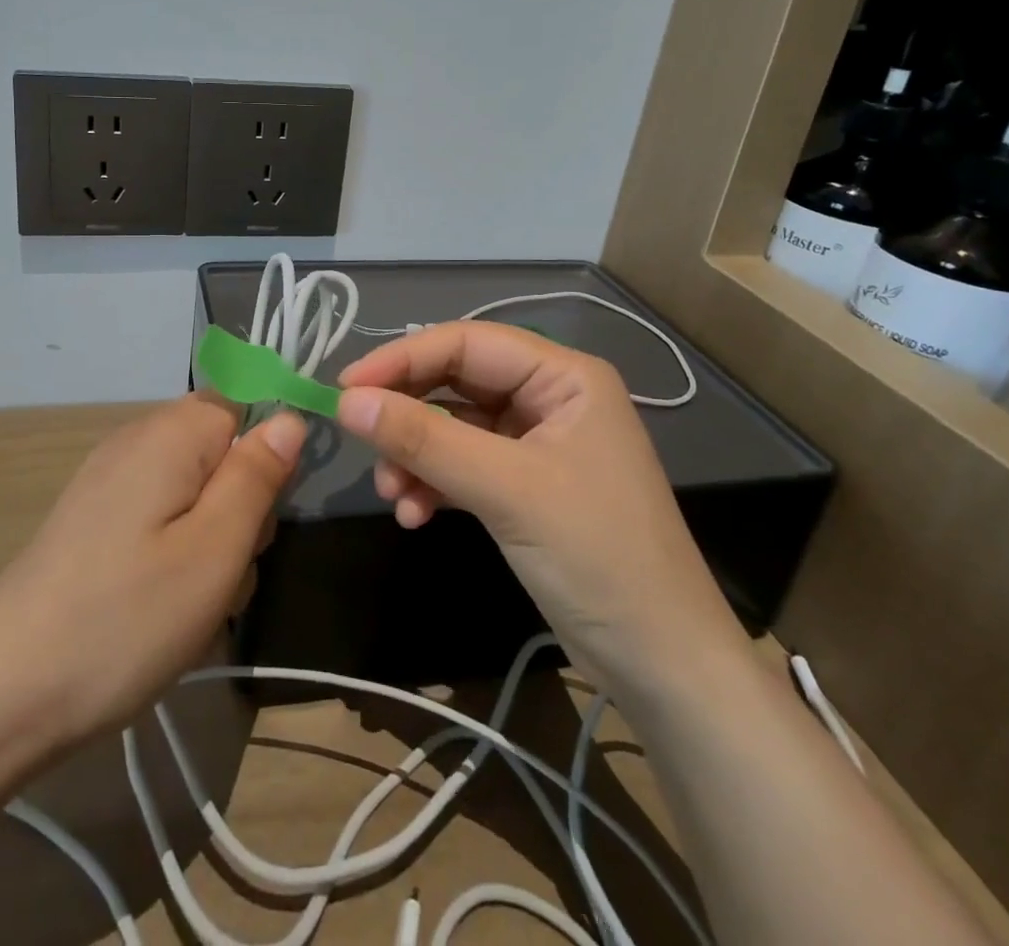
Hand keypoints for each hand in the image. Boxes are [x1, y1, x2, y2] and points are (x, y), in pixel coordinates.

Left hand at [0, 394, 303, 746]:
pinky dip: (176, 554)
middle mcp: (137, 440)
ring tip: (193, 602)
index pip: (245, 402)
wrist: (1, 692)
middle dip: (242, 505)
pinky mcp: (94, 520)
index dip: (267, 452)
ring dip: (212, 540)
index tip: (263, 513)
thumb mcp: (215, 550)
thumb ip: (258, 477)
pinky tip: (161, 607)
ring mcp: (110, 481)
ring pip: (196, 491)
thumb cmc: (125, 617)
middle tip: (225, 569)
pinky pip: (161, 517)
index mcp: (171, 433)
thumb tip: (289, 419)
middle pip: (221, 450)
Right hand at [336, 322, 745, 692]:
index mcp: (563, 376)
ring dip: (415, 457)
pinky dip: (432, 484)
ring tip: (393, 496)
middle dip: (408, 415)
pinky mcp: (522, 485)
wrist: (662, 665)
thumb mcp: (506, 491)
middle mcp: (548, 398)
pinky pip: (462, 465)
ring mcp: (535, 443)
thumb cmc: (598, 558)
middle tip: (359, 440)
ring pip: (452, 427)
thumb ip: (425, 440)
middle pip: (455, 383)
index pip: (467, 343)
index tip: (346, 388)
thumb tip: (347, 401)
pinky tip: (414, 515)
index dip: (402, 359)